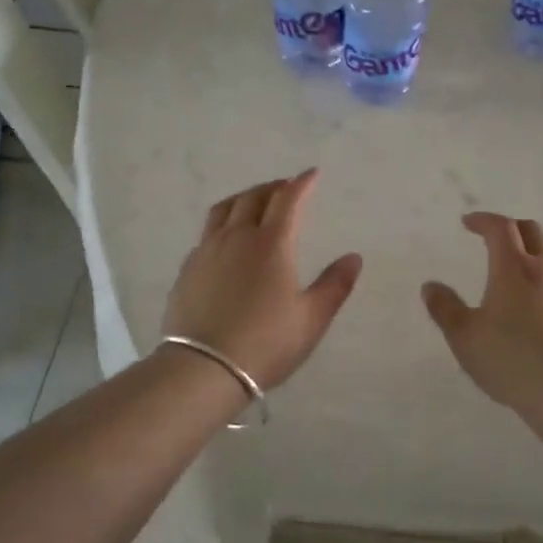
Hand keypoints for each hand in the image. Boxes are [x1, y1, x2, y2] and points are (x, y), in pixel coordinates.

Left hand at [162, 170, 362, 390]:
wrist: (204, 368)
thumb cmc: (266, 343)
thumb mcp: (311, 318)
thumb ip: (335, 284)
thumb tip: (354, 257)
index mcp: (271, 244)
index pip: (288, 200)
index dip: (301, 184)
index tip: (312, 174)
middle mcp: (237, 237)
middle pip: (254, 198)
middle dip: (273, 187)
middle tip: (285, 188)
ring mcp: (207, 251)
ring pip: (224, 209)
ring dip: (244, 198)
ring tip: (254, 202)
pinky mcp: (188, 268)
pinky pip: (207, 232)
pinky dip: (223, 223)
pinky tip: (226, 238)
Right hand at [421, 212, 542, 413]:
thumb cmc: (509, 360)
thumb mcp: (464, 337)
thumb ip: (445, 309)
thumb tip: (430, 286)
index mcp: (512, 268)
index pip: (500, 228)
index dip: (483, 220)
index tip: (468, 222)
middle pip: (532, 231)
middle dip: (510, 227)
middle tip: (494, 238)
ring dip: (540, 243)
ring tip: (527, 256)